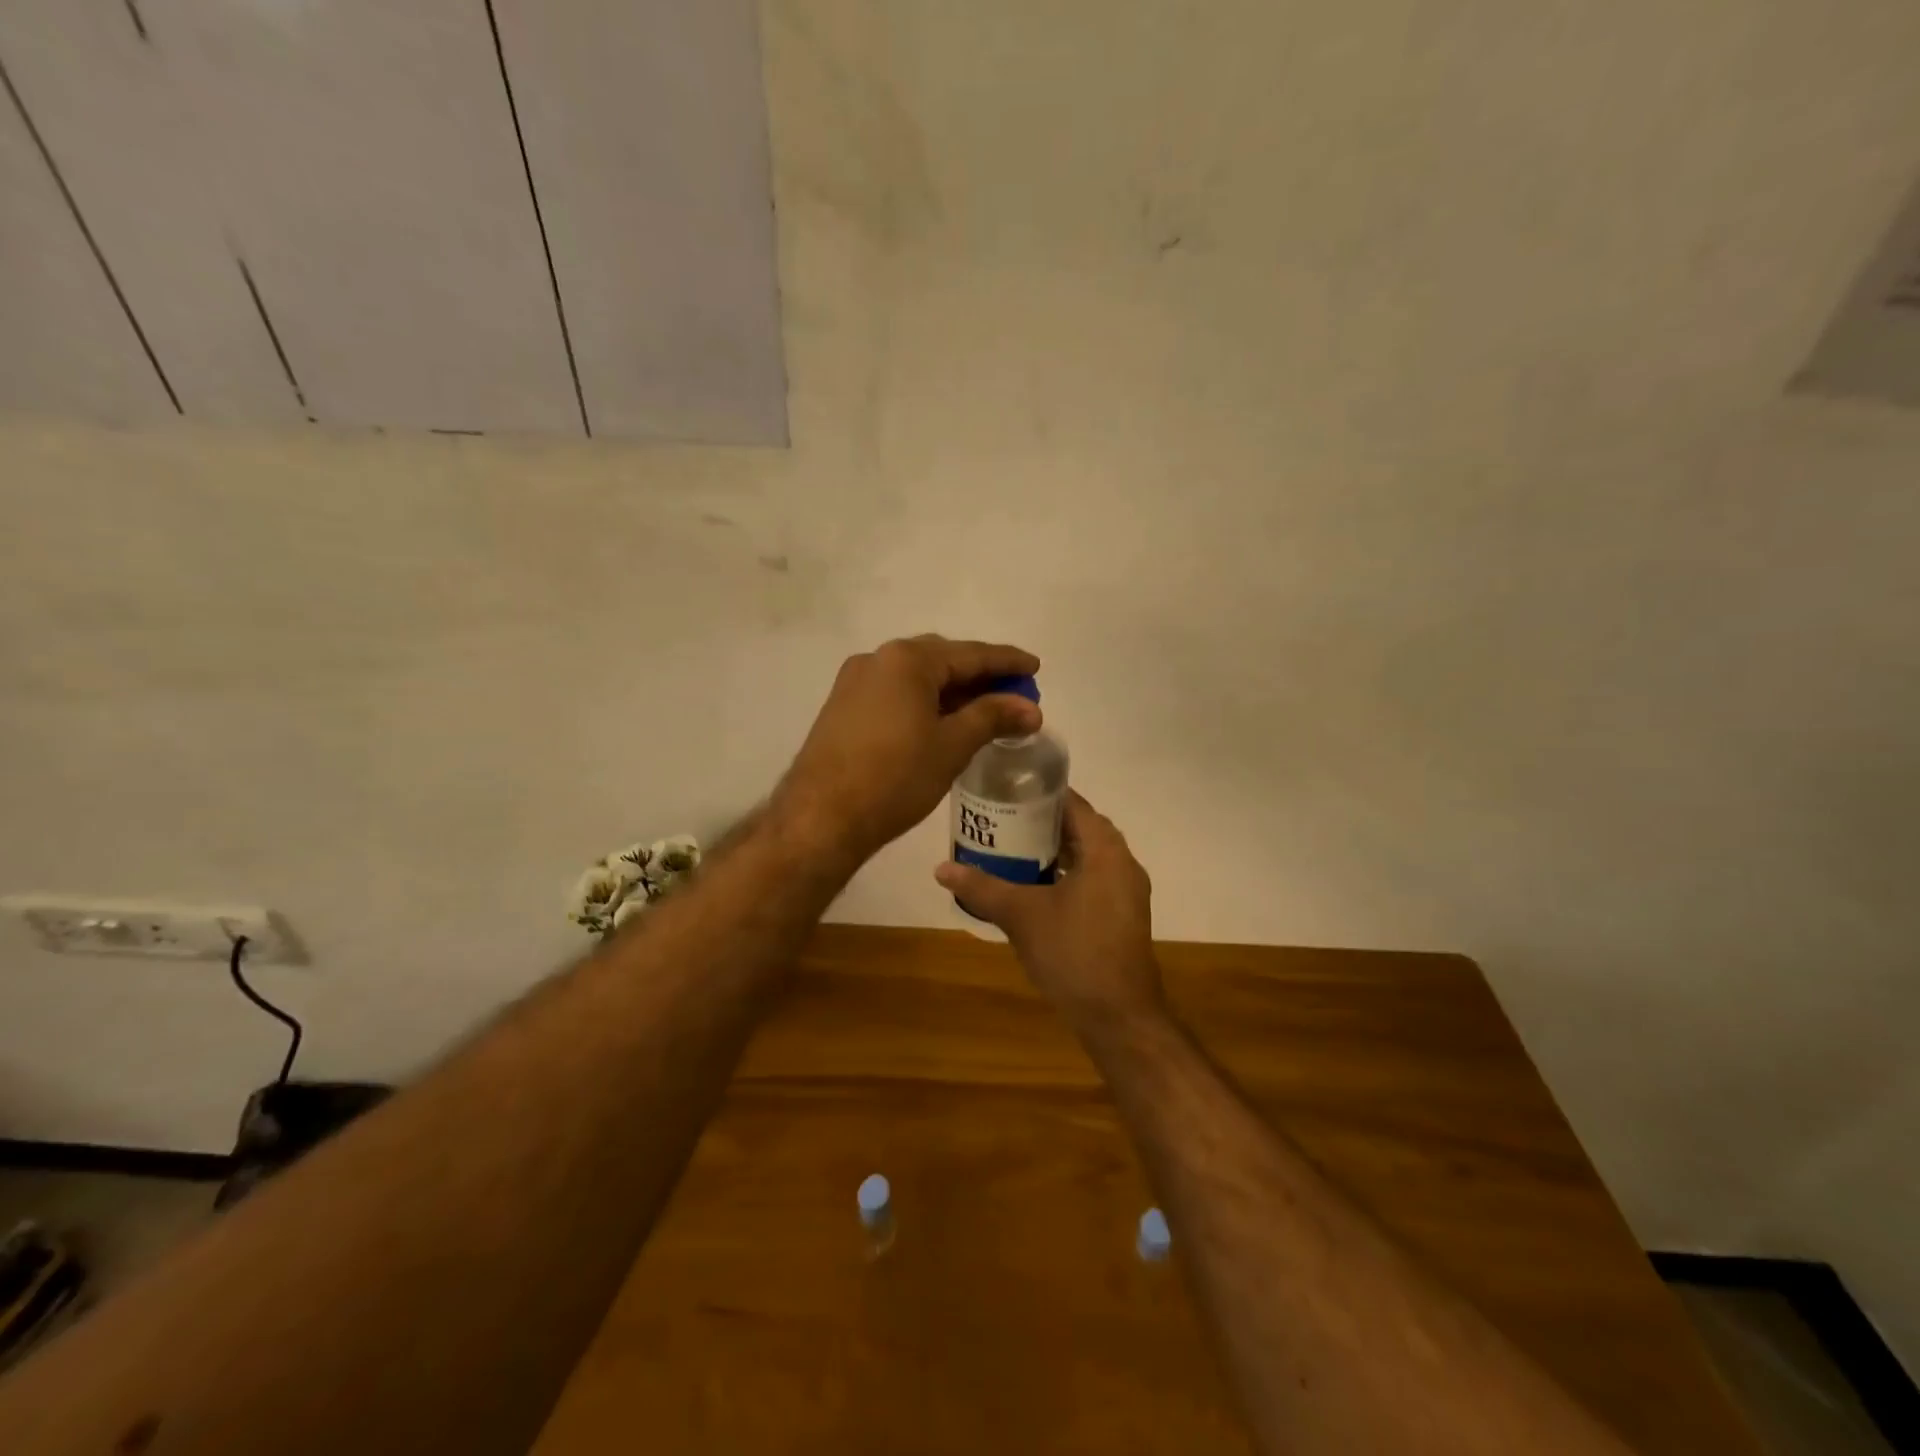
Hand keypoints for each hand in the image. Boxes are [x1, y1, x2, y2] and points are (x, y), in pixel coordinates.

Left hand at [775, 635, 1040, 865]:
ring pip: (916, 677)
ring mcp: (855, 682)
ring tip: (984, 711)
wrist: (821, 817)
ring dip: (952, 690)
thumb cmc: (895, 777)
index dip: (1007, 662)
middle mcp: (878, 659)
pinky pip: (895, 693)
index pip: (970, 654)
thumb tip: (1031, 708)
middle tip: (1013, 694)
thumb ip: (993, 718)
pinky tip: (943, 722)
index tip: (1035, 667)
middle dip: (979, 676)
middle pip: (941, 660)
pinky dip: (925, 702)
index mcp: (907, 660)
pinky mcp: (843, 707)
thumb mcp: (952, 746)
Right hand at [935, 793, 1163, 1029]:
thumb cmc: (1073, 953)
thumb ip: (982, 887)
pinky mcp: (1123, 917)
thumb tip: (941, 868)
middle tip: (1002, 819)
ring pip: (1088, 857)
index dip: (1041, 793)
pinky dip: (1067, 875)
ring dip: (1055, 851)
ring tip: (1012, 849)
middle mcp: (1123, 863)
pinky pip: (1093, 880)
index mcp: (1106, 851)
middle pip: (1081, 828)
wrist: (1118, 1016)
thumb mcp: (1021, 915)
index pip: (1075, 803)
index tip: (1007, 790)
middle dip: (1042, 822)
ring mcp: (1127, 892)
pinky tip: (1035, 888)